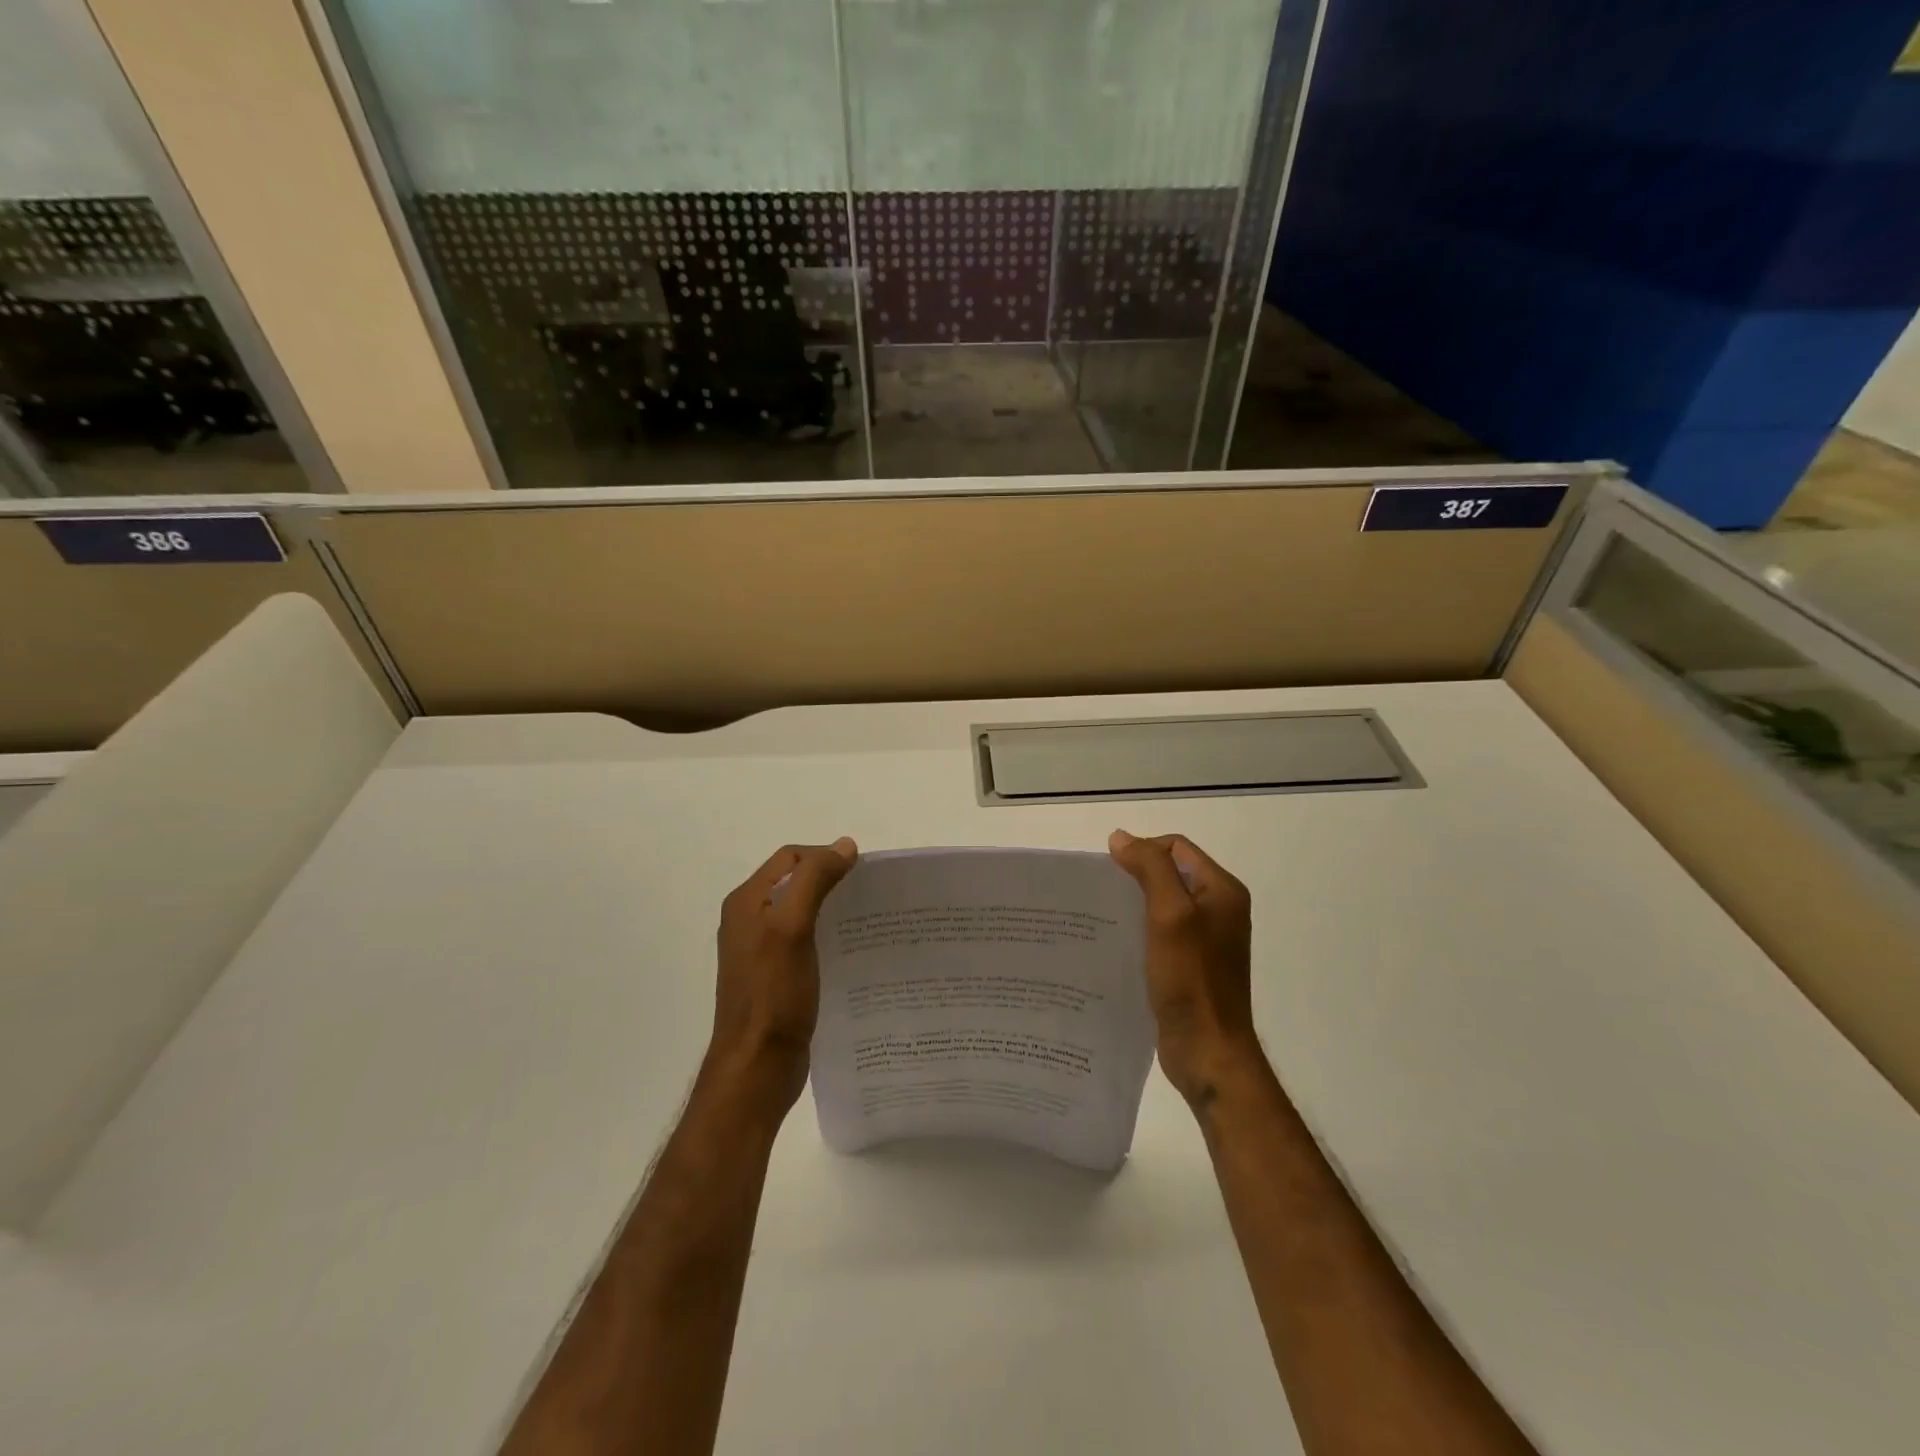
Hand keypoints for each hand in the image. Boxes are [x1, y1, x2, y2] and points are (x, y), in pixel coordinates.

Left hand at [706, 839, 858, 1115]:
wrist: (757, 1067)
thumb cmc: (773, 994)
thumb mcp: (793, 927)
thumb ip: (814, 880)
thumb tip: (844, 846)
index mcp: (747, 901)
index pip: (791, 858)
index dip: (825, 857)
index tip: (861, 875)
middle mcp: (749, 919)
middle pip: (795, 882)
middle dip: (830, 881)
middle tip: (867, 896)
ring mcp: (760, 950)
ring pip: (800, 911)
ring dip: (831, 908)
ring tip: (864, 921)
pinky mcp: (774, 976)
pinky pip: (803, 940)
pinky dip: (826, 935)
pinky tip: (849, 951)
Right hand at [1108, 830, 1261, 1107]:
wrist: (1208, 1052)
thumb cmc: (1191, 980)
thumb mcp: (1170, 915)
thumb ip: (1150, 869)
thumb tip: (1120, 838)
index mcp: (1222, 891)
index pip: (1176, 847)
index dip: (1142, 851)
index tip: (1111, 874)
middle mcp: (1218, 910)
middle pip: (1169, 873)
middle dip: (1134, 877)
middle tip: (1101, 895)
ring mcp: (1205, 940)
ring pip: (1162, 904)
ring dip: (1133, 905)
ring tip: (1101, 918)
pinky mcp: (1190, 965)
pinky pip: (1160, 933)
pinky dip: (1138, 931)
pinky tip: (1116, 945)